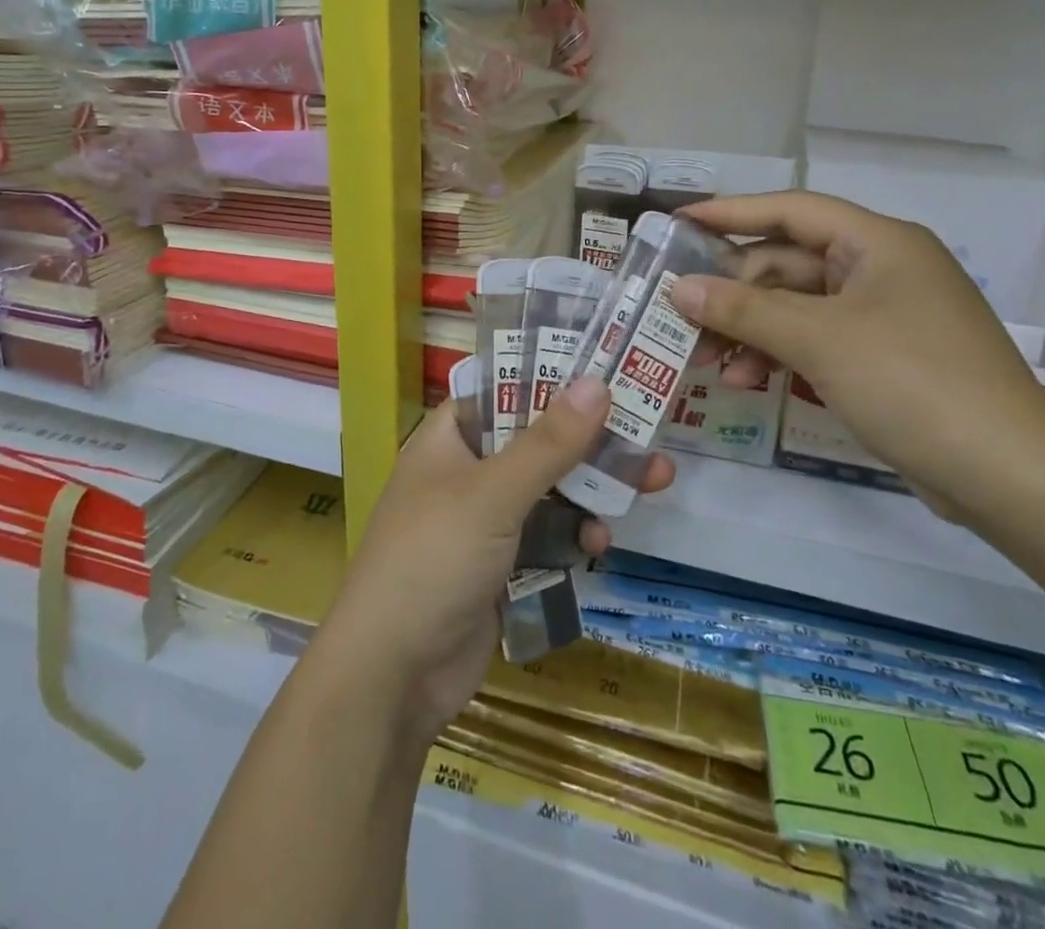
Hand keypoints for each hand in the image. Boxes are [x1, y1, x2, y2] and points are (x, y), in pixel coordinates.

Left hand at [313, 379, 674, 747]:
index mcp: (449, 439)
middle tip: (648, 430)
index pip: (502, 389)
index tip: (604, 368)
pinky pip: (548, 535)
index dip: (549, 376)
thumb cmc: (433, 561)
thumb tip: (596, 383)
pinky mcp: (501, 566)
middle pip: (536, 440)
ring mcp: (483, 522)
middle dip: (590, 440)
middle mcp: (466, 473)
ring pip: (549, 490)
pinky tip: (598, 543)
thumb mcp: (493, 494)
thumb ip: (548, 442)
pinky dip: (574, 534)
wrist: (393, 677)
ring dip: (592, 488)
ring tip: (651, 482)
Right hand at [672, 191, 1044, 518]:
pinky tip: (745, 380)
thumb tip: (681, 289)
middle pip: (787, 263)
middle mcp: (880, 269)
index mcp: (878, 243)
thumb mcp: (819, 339)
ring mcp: (882, 315)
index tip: (680, 222)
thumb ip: (744, 309)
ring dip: (750, 329)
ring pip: (796, 306)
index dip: (732, 212)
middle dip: (733, 291)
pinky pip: (814, 339)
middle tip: (683, 315)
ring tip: (706, 359)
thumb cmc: (912, 382)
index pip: (792, 210)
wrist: (1008, 474)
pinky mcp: (881, 357)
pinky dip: (778, 355)